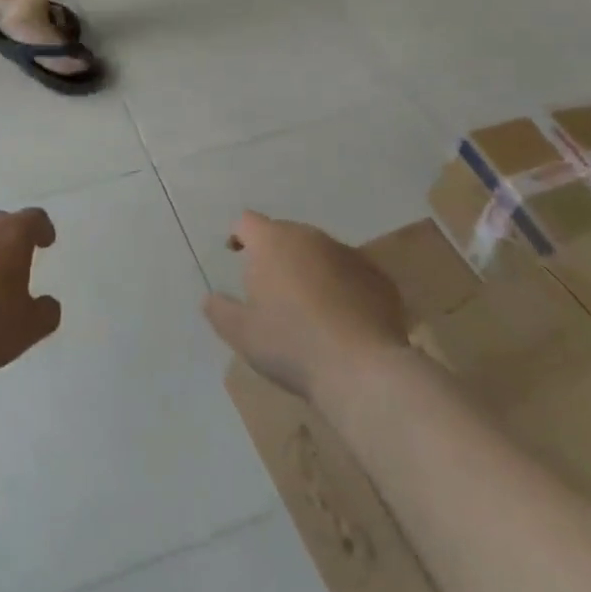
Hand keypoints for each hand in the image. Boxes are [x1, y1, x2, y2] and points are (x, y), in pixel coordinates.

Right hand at [203, 212, 409, 403]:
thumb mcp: (241, 333)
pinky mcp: (379, 279)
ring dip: (310, 269)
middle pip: (286, 233)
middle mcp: (311, 238)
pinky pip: (351, 274)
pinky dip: (342, 287)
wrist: (363, 369)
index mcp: (273, 242)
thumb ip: (219, 310)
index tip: (235, 254)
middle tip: (270, 286)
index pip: (247, 222)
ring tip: (307, 304)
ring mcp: (350, 255)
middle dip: (276, 253)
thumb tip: (211, 298)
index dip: (238, 235)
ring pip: (320, 252)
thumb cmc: (291, 344)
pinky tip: (342, 319)